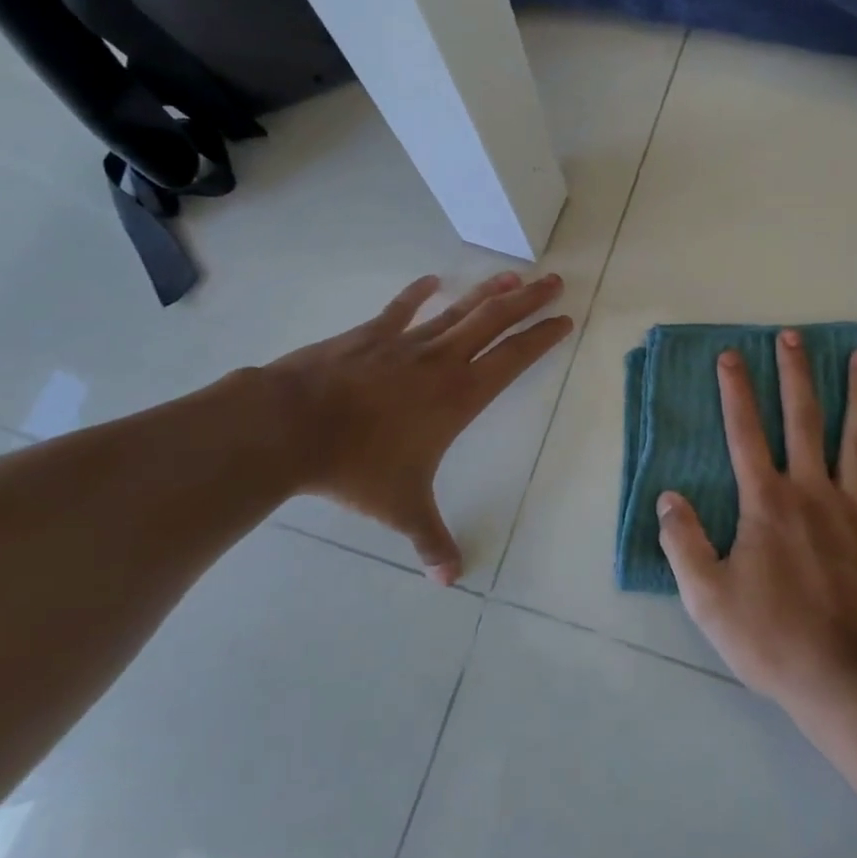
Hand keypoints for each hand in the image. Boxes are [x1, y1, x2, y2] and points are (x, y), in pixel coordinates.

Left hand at [257, 272, 571, 582]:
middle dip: (527, 301)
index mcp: (460, 396)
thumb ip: (430, 541)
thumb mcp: (400, 508)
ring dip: (488, 291)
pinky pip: (401, 309)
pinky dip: (418, 293)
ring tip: (513, 275)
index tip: (564, 319)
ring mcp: (405, 343)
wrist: (292, 426)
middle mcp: (441, 361)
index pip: (514, 358)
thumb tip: (450, 582)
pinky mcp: (370, 335)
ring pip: (458, 309)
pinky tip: (432, 280)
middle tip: (553, 281)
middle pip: (495, 321)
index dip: (542, 337)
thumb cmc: (357, 466)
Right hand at [657, 330, 856, 715]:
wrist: (850, 679)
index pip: (745, 433)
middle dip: (795, 374)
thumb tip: (668, 498)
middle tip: (793, 336)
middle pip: (803, 419)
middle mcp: (812, 490)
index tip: (731, 355)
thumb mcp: (708, 599)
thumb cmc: (774, 638)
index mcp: (766, 503)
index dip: (735, 391)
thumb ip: (684, 543)